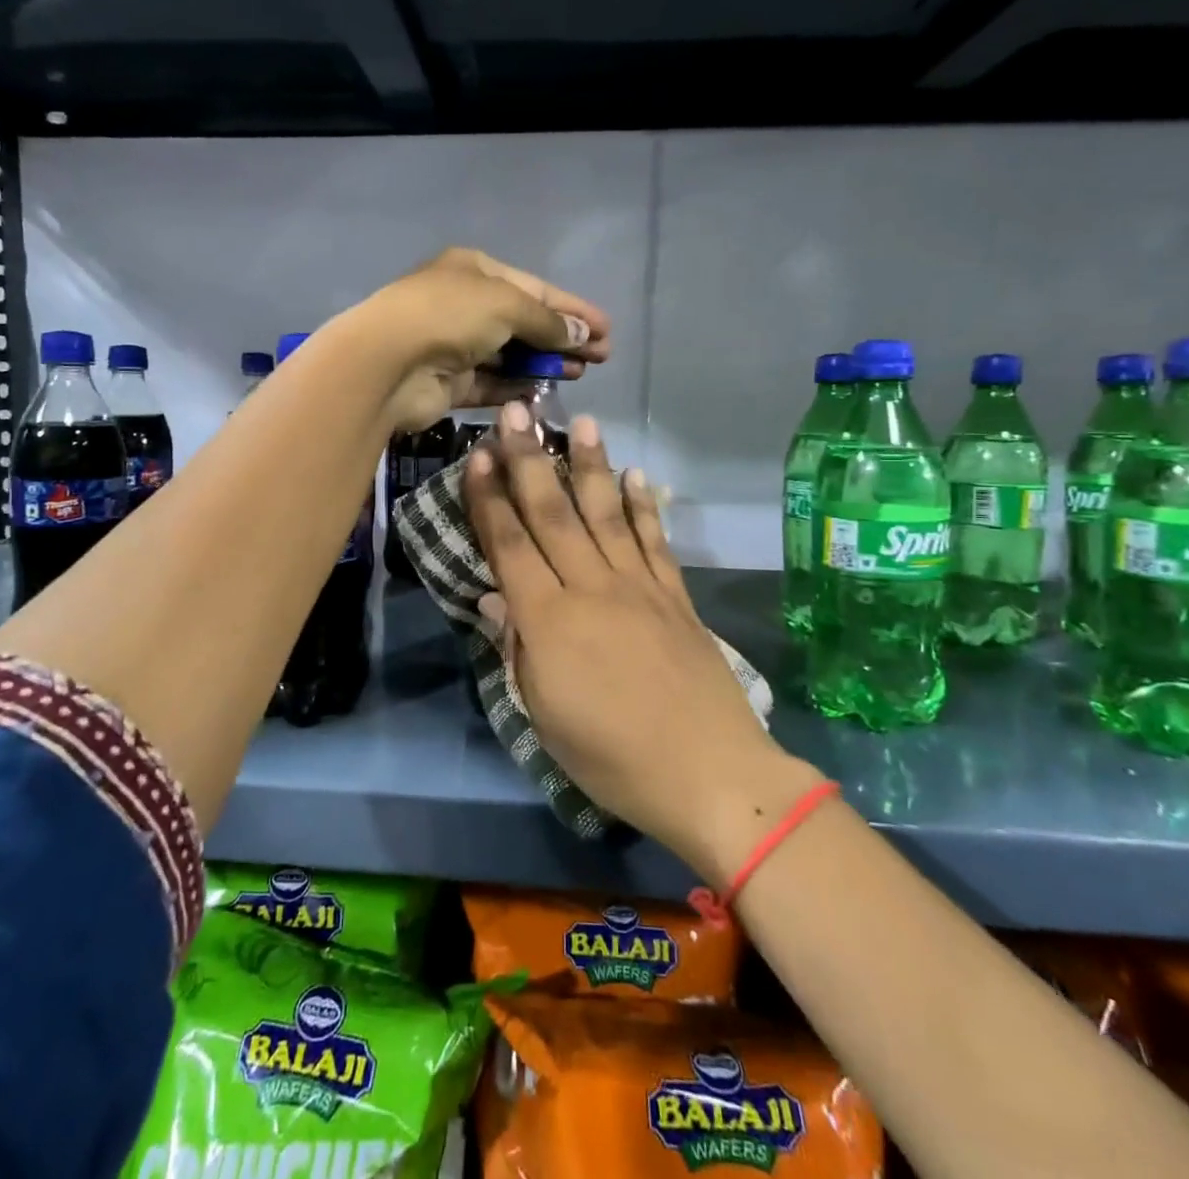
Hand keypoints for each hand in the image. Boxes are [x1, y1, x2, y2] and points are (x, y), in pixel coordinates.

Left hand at [348, 248, 610, 431]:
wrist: (387, 363)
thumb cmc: (449, 316)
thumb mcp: (507, 305)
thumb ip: (546, 321)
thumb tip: (581, 334)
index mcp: (475, 271)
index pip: (535, 289)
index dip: (573, 309)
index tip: (607, 330)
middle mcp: (464, 305)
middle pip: (525, 322)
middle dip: (564, 338)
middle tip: (601, 357)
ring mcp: (454, 346)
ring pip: (510, 355)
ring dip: (544, 364)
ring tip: (581, 374)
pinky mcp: (448, 383)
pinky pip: (491, 384)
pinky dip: (517, 387)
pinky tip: (545, 392)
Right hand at [464, 407, 824, 883]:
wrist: (709, 774)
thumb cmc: (611, 758)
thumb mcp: (543, 715)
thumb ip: (516, 649)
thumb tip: (492, 599)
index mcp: (548, 620)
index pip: (509, 545)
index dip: (490, 498)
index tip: (479, 454)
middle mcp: (591, 588)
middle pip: (554, 514)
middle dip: (530, 460)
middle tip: (518, 413)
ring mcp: (639, 587)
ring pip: (607, 514)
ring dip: (591, 466)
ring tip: (582, 423)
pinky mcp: (676, 597)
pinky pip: (655, 541)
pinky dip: (644, 506)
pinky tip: (636, 475)